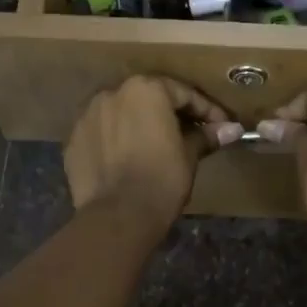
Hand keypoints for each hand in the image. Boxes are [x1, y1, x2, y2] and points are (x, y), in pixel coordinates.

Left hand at [65, 76, 242, 231]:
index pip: (183, 93)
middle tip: (190, 134)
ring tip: (155, 147)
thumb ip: (207, 136)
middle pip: (149, 98)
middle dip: (170, 114)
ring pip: (121, 114)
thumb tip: (233, 129)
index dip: (207, 110)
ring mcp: (87, 116)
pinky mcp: (73, 141)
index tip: (222, 126)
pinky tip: (127, 160)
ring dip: (139, 125)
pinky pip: (102, 134)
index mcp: (146, 90)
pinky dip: (116, 141)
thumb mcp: (189, 156)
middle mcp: (112, 93)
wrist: (118, 216)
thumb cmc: (162, 180)